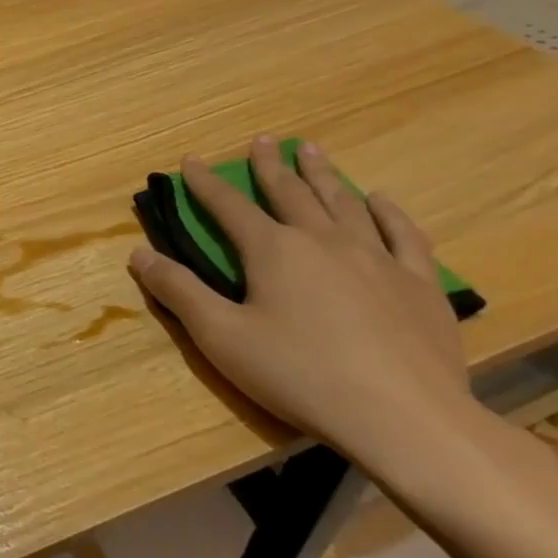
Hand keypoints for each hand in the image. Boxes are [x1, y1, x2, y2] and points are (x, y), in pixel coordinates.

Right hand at [129, 134, 478, 471]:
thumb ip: (178, 291)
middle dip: (270, 165)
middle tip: (262, 140)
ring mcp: (376, 259)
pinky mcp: (418, 285)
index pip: (229, 206)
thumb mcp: (220, 337)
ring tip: (312, 150)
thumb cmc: (299, 374)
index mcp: (273, 251)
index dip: (206, 184)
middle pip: (290, 192)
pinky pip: (403, 235)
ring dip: (323, 175)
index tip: (192, 160)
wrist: (403, 417)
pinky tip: (381, 200)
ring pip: (344, 203)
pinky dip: (389, 213)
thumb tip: (139, 253)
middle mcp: (323, 241)